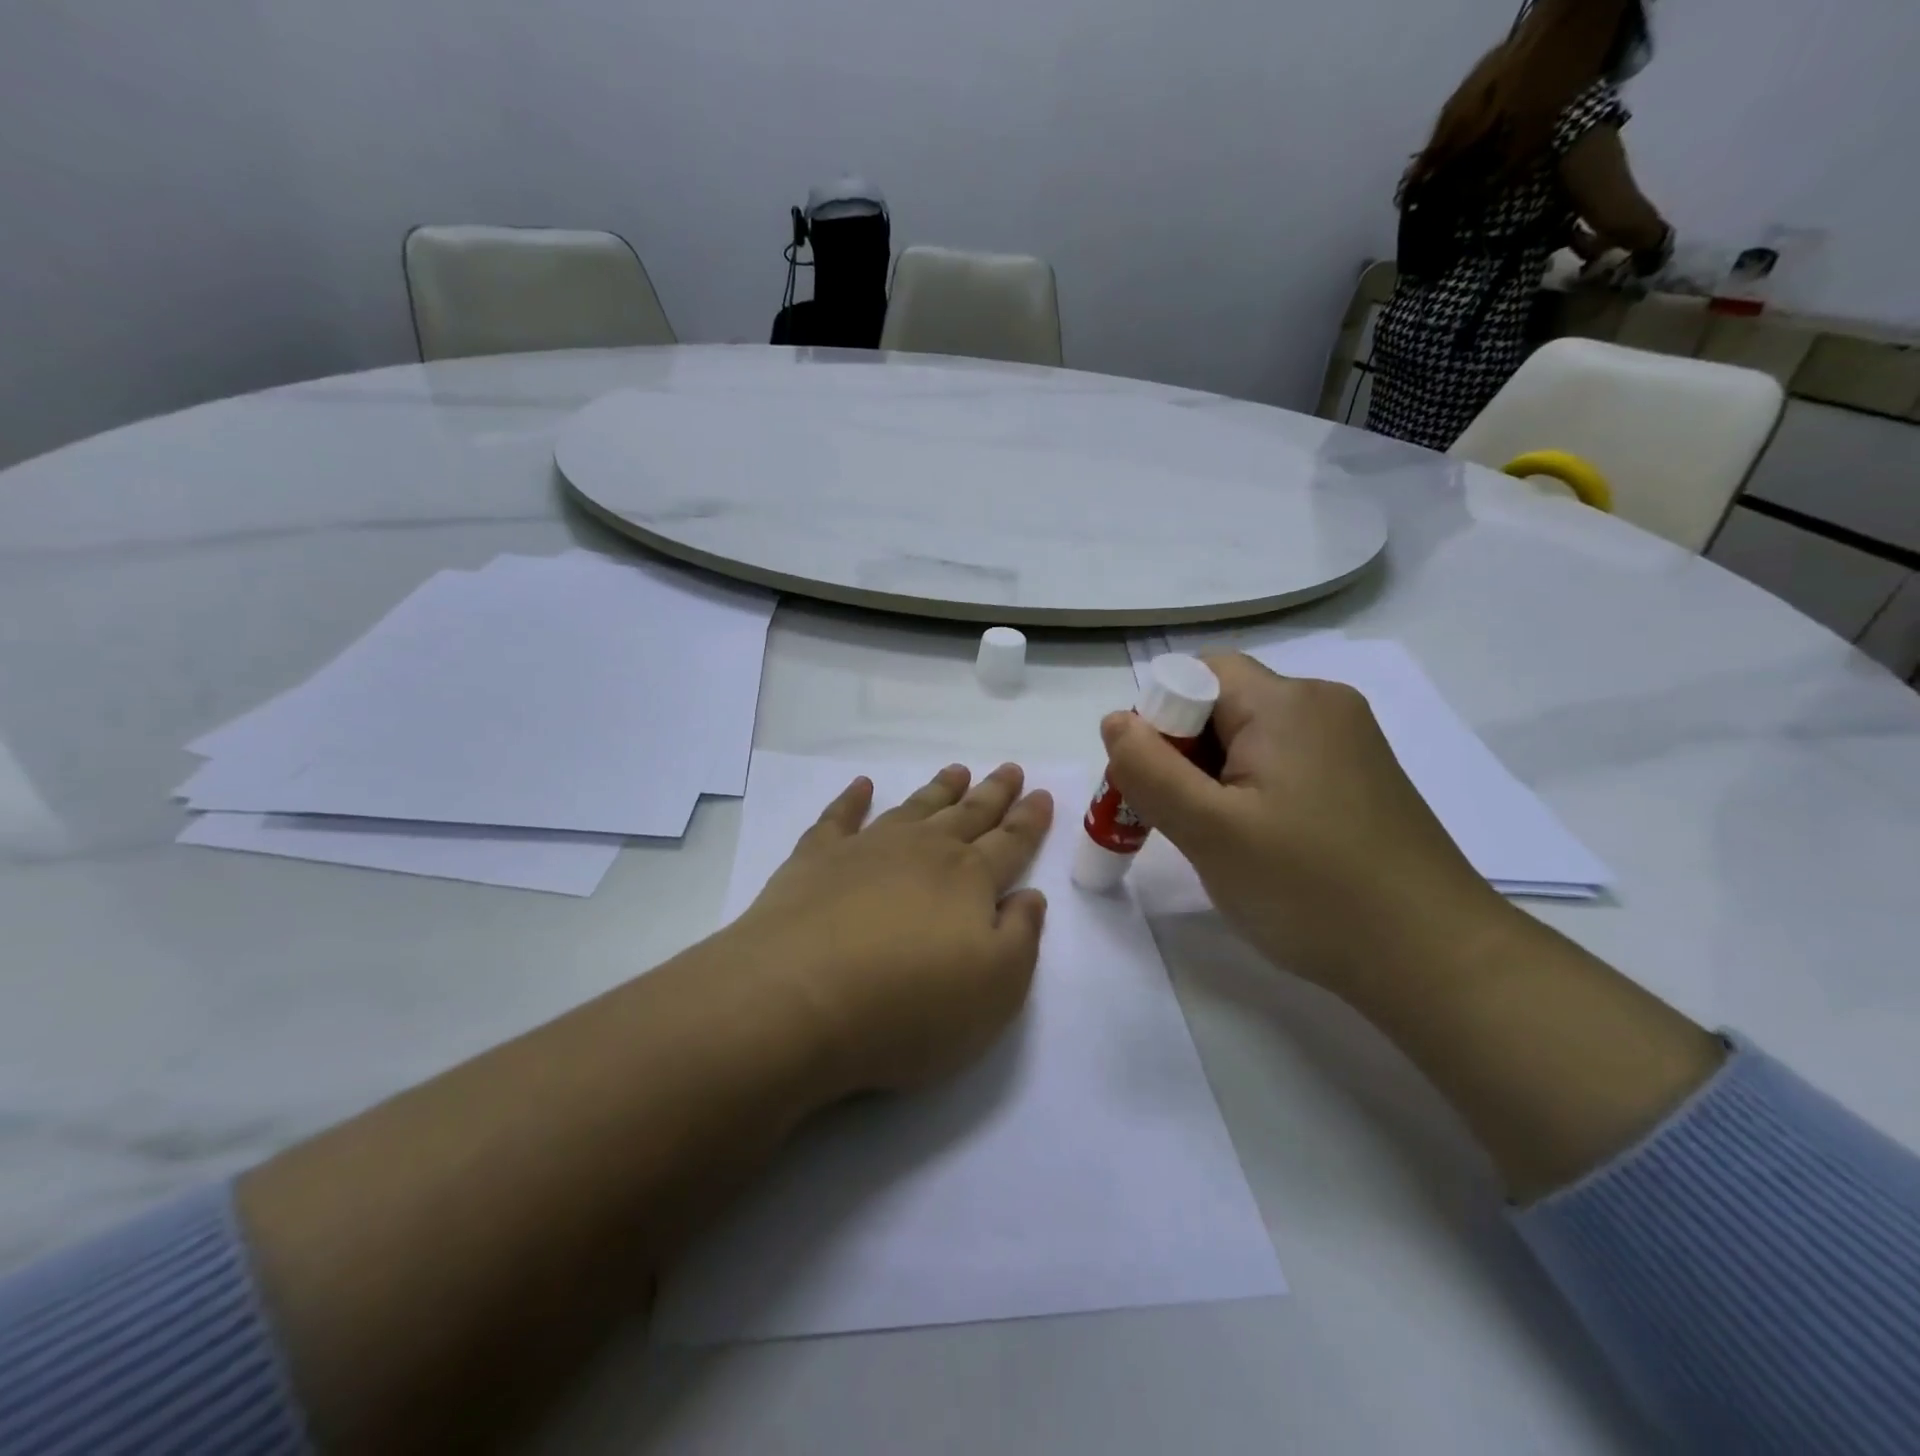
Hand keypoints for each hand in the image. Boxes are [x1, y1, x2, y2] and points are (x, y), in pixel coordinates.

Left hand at [726, 763, 1053, 1094]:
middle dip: (993, 793)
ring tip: (956, 770)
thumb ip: (1021, 937)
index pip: (1010, 842)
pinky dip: (851, 799)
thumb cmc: (910, 1005)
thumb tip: (1030, 895)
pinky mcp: (815, 859)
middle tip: (1009, 768)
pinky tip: (861, 785)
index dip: (1030, 819)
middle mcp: (923, 851)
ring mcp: (866, 849)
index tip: (1042, 793)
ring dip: (938, 790)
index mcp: (970, 880)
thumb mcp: (995, 988)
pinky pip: (839, 817)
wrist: (800, 999)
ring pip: (914, 808)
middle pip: (968, 815)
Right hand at [1101, 655, 1511, 1004]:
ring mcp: (1348, 741)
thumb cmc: (1311, 890)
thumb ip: (1150, 769)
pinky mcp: (1360, 776)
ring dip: (1214, 776)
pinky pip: (1283, 762)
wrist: (1435, 959)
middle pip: (1222, 704)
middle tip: (1176, 820)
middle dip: (1182, 753)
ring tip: (1216, 840)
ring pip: (1249, 737)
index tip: (1155, 785)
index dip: (1159, 720)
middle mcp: (1321, 704)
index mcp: (1286, 702)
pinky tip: (1259, 843)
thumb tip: (1115, 720)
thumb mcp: (1210, 831)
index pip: (1195, 674)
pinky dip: (1252, 790)